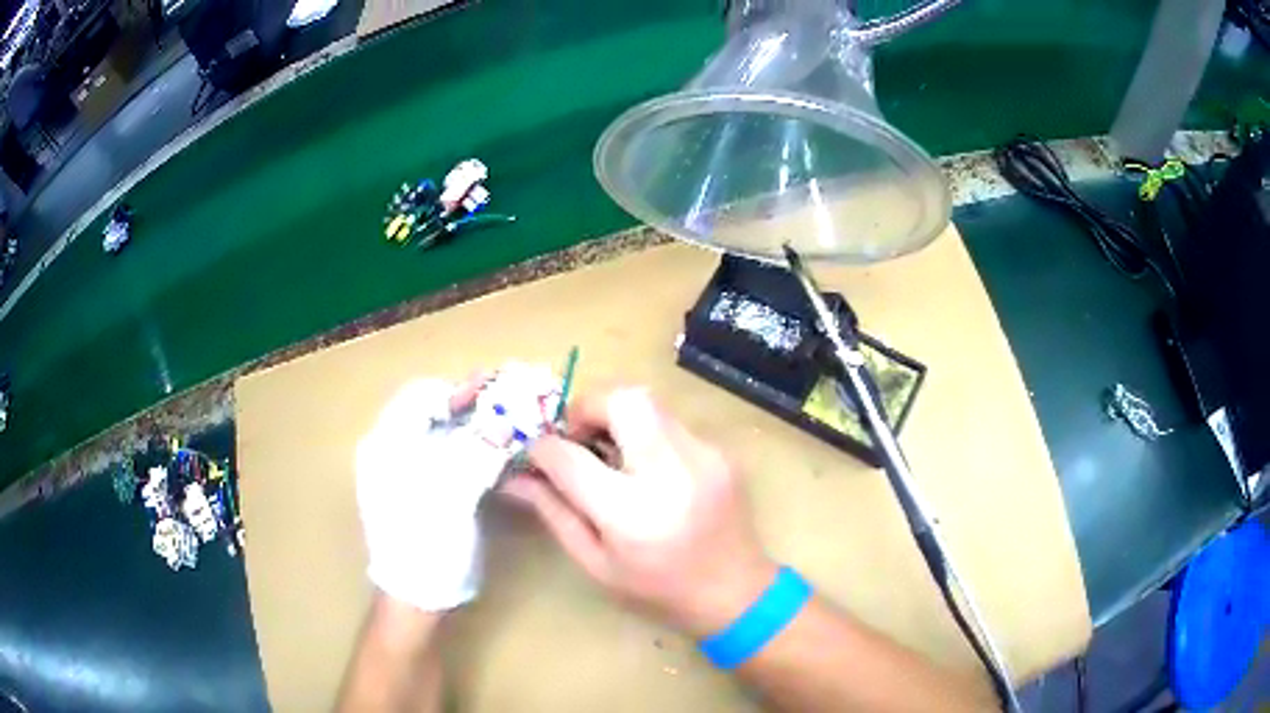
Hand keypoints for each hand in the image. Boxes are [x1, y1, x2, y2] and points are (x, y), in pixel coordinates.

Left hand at [355, 375, 506, 611]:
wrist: (416, 598)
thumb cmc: (426, 542)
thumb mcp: (452, 492)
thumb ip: (479, 449)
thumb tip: (511, 417)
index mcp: (387, 443)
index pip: (421, 395)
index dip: (461, 390)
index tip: (501, 391)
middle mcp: (392, 450)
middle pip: (433, 412)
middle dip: (474, 406)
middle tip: (513, 405)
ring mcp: (406, 472)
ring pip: (444, 434)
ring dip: (478, 426)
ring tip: (513, 425)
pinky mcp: (422, 491)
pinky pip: (449, 456)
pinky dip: (474, 449)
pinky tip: (498, 454)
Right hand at [503, 388, 778, 636]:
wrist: (736, 591)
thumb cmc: (658, 589)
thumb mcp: (596, 563)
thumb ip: (554, 512)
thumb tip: (515, 476)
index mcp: (631, 514)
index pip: (570, 457)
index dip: (543, 447)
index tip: (535, 450)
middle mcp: (670, 474)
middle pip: (622, 400)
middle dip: (588, 406)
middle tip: (577, 436)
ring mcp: (703, 457)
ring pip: (649, 402)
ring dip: (617, 416)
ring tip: (609, 451)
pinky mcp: (719, 452)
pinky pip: (671, 423)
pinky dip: (647, 433)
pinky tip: (646, 468)